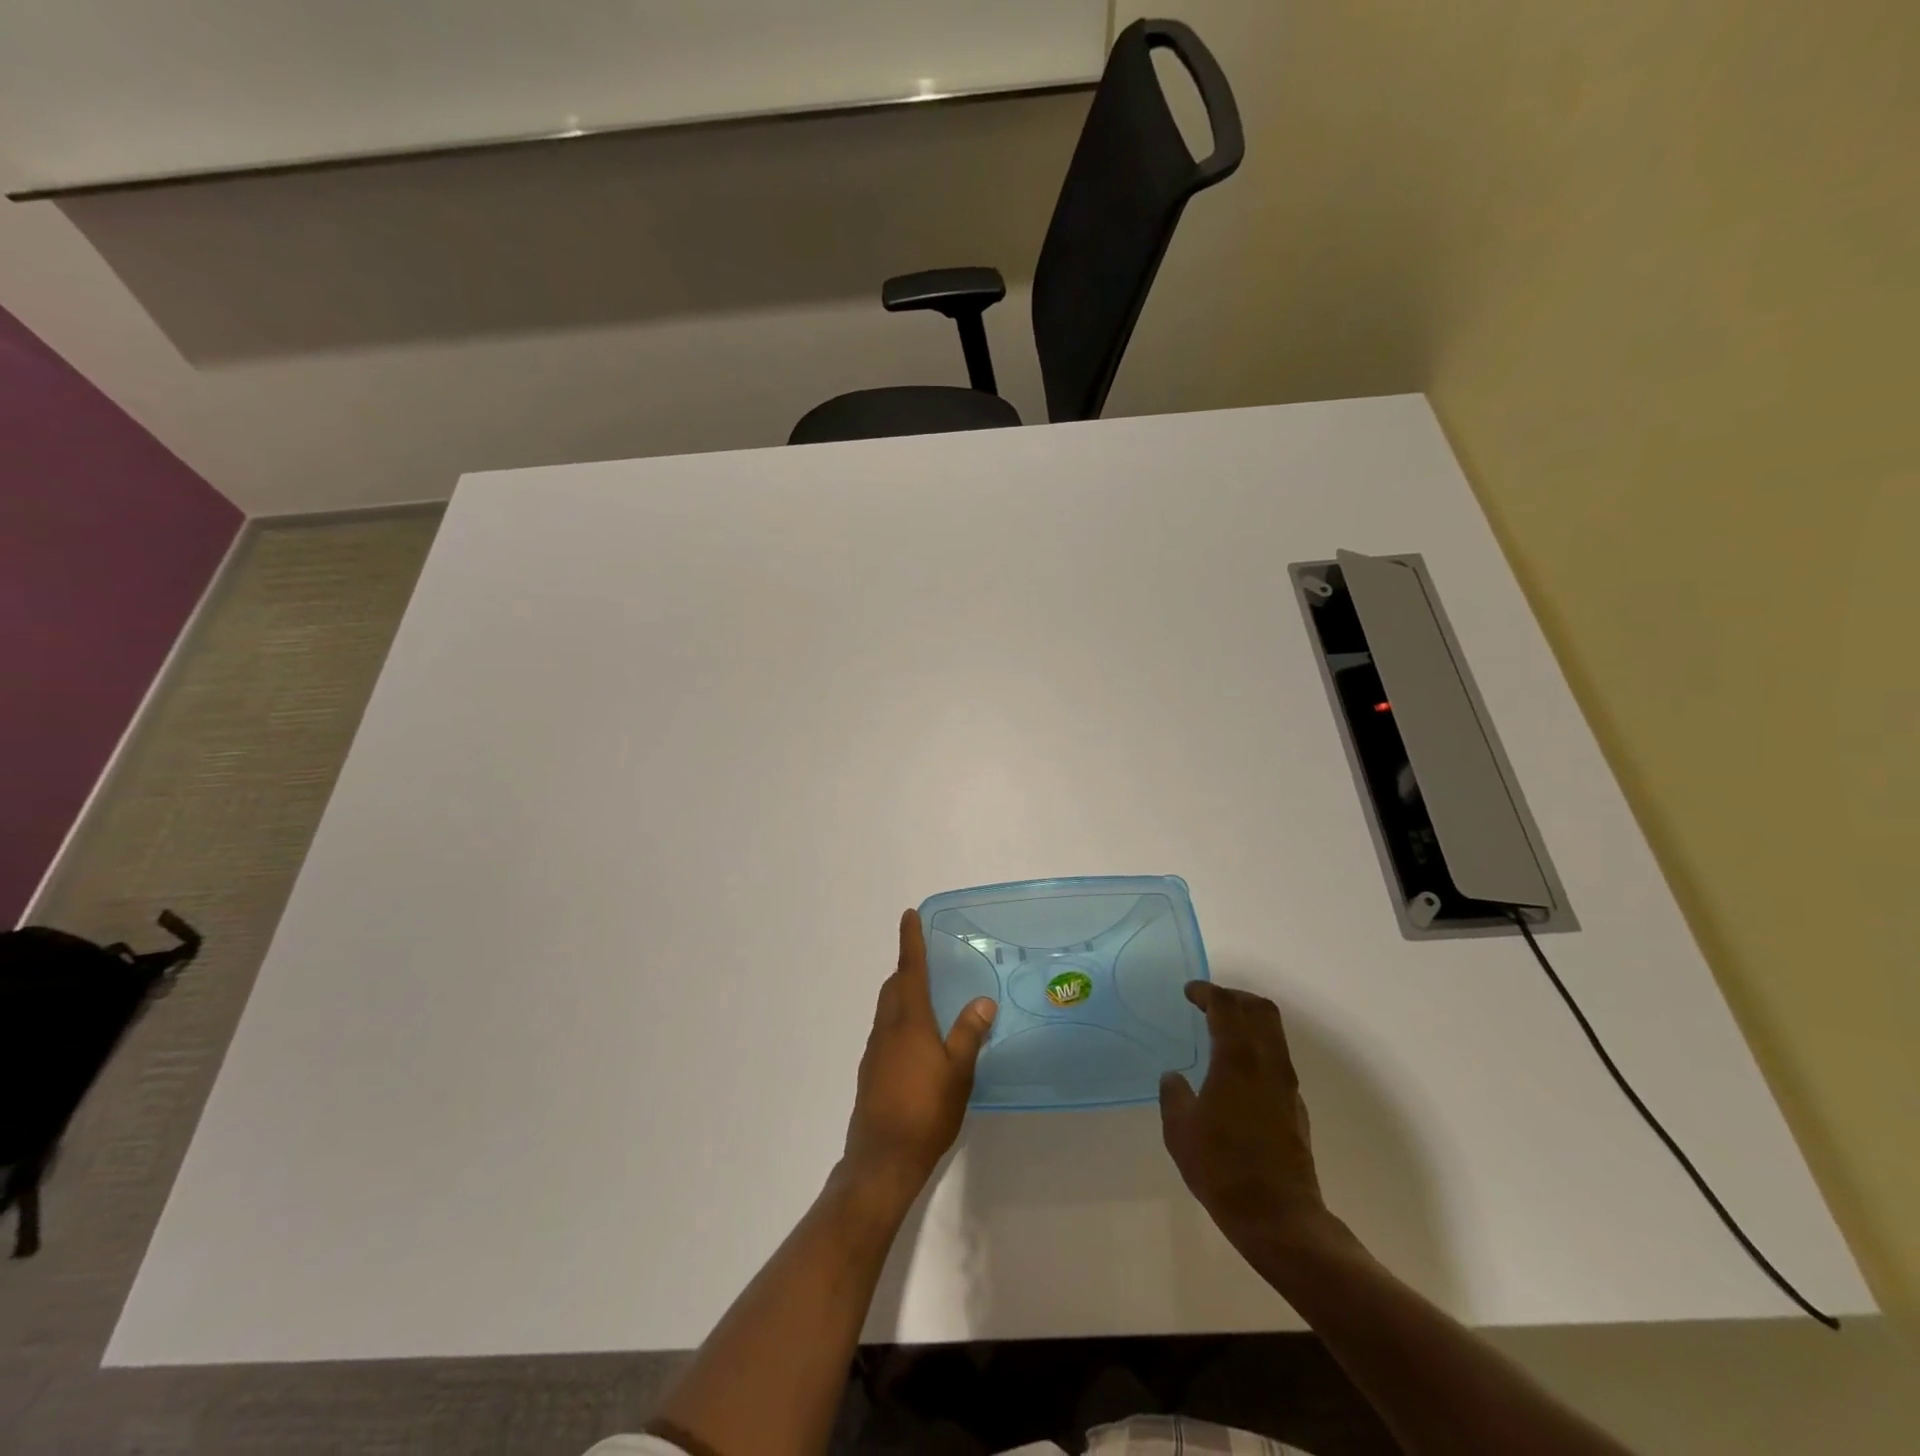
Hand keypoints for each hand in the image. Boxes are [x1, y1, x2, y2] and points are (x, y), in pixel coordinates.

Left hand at [843, 910, 996, 1203]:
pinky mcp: (871, 1074)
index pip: (910, 969)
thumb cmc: (925, 1111)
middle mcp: (886, 1029)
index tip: (909, 915)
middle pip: (894, 987)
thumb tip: (982, 1000)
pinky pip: (887, 1033)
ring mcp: (875, 1052)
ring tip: (929, 1000)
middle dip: (907, 969)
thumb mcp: (958, 1072)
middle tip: (929, 961)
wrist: (881, 1160)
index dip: (910, 941)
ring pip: (888, 1011)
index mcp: (908, 1021)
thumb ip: (969, 1034)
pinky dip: (901, 1022)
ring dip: (903, 996)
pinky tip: (919, 1045)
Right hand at [1160, 982, 1331, 1255]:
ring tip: (1222, 1032)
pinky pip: (1277, 1061)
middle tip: (1211, 1002)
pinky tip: (1237, 1073)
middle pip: (1261, 1010)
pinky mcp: (1295, 1108)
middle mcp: (1267, 1064)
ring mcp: (1287, 1086)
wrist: (1279, 1218)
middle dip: (1236, 997)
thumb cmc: (1223, 1168)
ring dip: (1250, 1022)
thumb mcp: (1180, 1131)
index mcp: (1237, 1060)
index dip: (1207, 992)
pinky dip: (1257, 1049)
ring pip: (1274, 1034)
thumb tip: (1174, 1078)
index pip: (1226, 1006)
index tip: (1189, 992)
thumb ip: (1174, 1096)